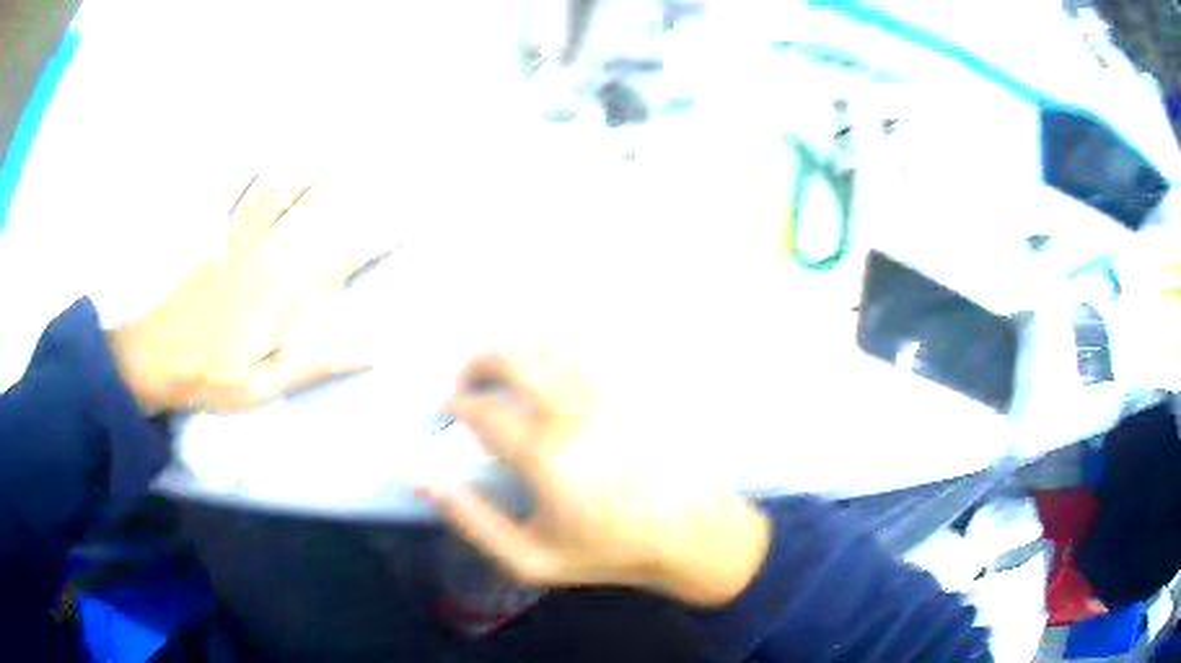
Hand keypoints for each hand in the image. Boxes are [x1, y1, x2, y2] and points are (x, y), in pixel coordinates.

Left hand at [107, 177, 396, 413]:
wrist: (152, 356)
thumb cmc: (208, 377)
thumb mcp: (262, 387)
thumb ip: (313, 364)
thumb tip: (370, 349)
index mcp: (281, 292)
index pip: (339, 254)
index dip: (376, 237)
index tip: (408, 226)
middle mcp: (267, 254)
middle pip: (320, 214)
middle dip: (359, 197)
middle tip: (390, 184)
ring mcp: (242, 240)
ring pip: (287, 195)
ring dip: (319, 176)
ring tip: (345, 162)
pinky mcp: (221, 239)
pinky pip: (248, 197)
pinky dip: (267, 177)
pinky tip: (278, 165)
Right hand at [424, 349, 771, 607]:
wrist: (691, 535)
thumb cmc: (608, 552)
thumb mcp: (529, 558)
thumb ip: (470, 519)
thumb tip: (419, 476)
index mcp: (546, 455)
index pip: (479, 408)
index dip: (453, 403)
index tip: (447, 411)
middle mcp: (577, 410)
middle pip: (511, 354)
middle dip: (476, 360)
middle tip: (467, 382)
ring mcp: (611, 390)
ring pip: (549, 340)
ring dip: (514, 346)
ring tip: (502, 371)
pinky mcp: (636, 383)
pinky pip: (589, 345)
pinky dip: (557, 344)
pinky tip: (550, 366)